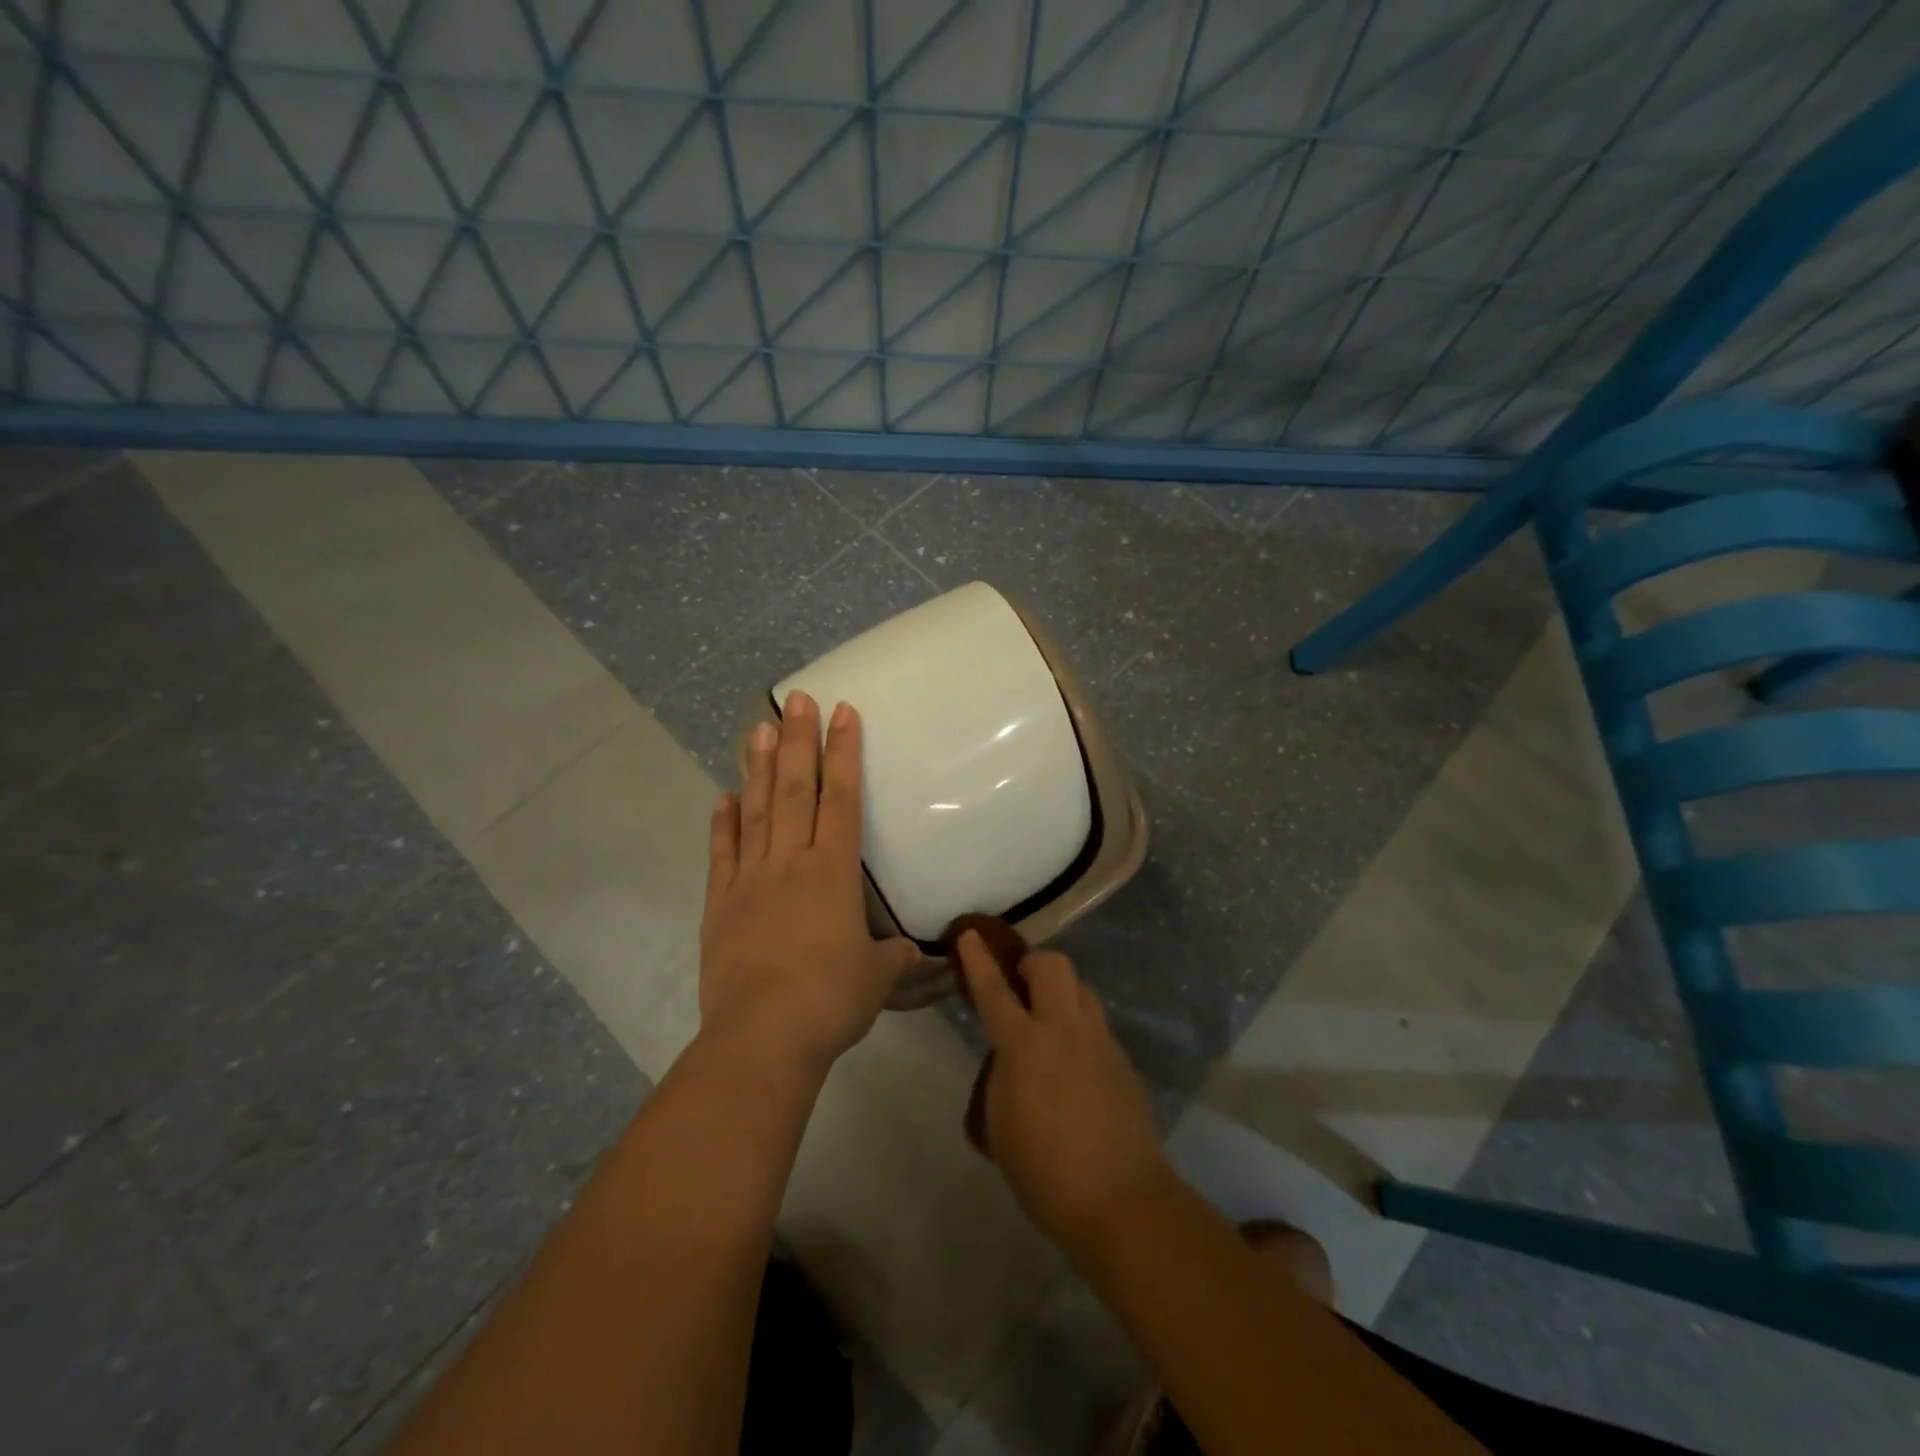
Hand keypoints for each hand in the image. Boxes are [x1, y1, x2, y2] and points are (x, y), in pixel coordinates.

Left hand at [700, 692, 919, 1073]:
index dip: (845, 753)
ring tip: (760, 729)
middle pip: (797, 789)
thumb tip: (906, 951)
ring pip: (757, 811)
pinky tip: (723, 797)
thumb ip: (891, 955)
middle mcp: (791, 862)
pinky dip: (722, 824)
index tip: (844, 713)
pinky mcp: (720, 904)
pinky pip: (722, 854)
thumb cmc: (831, 999)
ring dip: (760, 768)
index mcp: (834, 871)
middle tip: (799, 700)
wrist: (764, 1035)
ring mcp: (751, 879)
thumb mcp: (876, 977)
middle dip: (800, 741)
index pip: (843, 798)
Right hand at [958, 933, 1172, 1251]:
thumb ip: (1001, 1078)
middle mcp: (1064, 1029)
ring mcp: (1100, 1041)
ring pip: (1082, 989)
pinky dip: (1082, 1031)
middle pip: (1053, 965)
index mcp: (1024, 1045)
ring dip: (1062, 994)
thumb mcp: (999, 1125)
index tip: (969, 933)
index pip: (994, 989)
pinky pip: (1099, 1026)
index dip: (978, 959)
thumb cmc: (1044, 1171)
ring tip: (1052, 1025)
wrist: (1120, 1200)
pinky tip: (1078, 1067)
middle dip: (1033, 964)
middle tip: (1022, 988)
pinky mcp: (1123, 1060)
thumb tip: (1012, 1062)